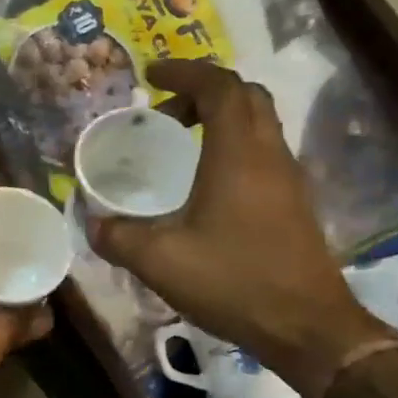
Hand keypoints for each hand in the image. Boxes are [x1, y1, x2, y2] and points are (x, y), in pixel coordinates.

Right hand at [87, 60, 390, 397]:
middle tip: (163, 114)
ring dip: (220, 120)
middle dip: (202, 92)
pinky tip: (206, 186)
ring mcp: (288, 178)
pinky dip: (233, 147)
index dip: (184, 72)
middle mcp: (269, 154)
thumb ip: (118, 237)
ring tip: (179, 145)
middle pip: (245, 96)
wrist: (305, 326)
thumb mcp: (159, 261)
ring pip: (259, 124)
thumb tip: (92, 223)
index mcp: (238, 154)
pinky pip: (263, 153)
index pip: (218, 87)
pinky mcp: (294, 203)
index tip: (150, 76)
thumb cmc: (233, 281)